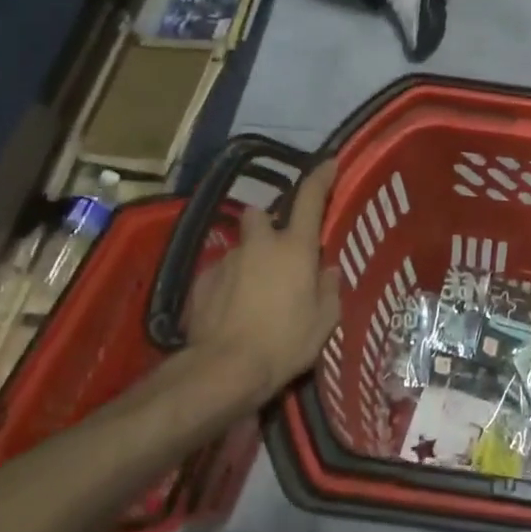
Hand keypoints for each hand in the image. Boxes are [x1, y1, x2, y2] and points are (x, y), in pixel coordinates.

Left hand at [172, 159, 341, 409]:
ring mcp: (227, 260)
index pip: (310, 198)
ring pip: (240, 247)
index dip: (320, 177)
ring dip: (249, 259)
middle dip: (268, 225)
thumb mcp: (324, 321)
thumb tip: (328, 271)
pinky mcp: (201, 282)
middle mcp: (260, 244)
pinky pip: (220, 272)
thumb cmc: (285, 342)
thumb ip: (329, 289)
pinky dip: (228, 284)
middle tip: (277, 251)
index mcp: (295, 248)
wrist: (224, 369)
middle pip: (260, 214)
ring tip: (255, 292)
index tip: (328, 162)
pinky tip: (232, 311)